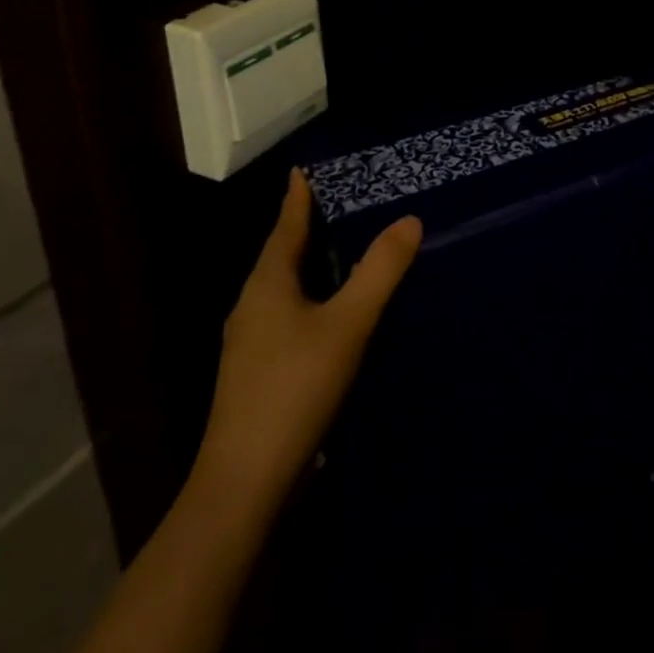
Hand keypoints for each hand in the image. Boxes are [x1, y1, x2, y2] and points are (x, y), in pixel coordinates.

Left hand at [194, 169, 421, 510]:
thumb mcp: (347, 325)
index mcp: (267, 283)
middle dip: (307, 227)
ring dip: (309, 265)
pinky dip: (308, 299)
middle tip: (339, 202)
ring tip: (340, 251)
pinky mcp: (255, 372)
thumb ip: (379, 272)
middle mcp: (252, 304)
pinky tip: (329, 314)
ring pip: (283, 288)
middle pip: (282, 253)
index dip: (298, 196)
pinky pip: (285, 315)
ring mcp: (249, 341)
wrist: (244, 484)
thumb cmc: (294, 389)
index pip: (286, 225)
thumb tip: (409, 220)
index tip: (304, 168)